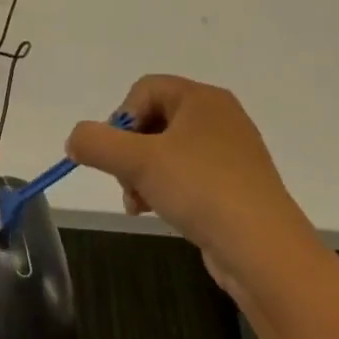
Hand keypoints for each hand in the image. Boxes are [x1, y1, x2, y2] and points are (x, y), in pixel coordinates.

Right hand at [65, 75, 308, 286]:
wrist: (264, 249)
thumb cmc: (201, 189)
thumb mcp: (137, 161)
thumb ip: (95, 143)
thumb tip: (74, 139)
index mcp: (202, 99)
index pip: (144, 89)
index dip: (120, 118)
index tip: (114, 153)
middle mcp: (219, 118)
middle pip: (153, 121)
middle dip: (128, 152)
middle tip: (124, 181)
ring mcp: (230, 153)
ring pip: (166, 152)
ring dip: (141, 175)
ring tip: (138, 204)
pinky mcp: (234, 186)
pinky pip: (187, 176)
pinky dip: (165, 190)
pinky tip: (158, 212)